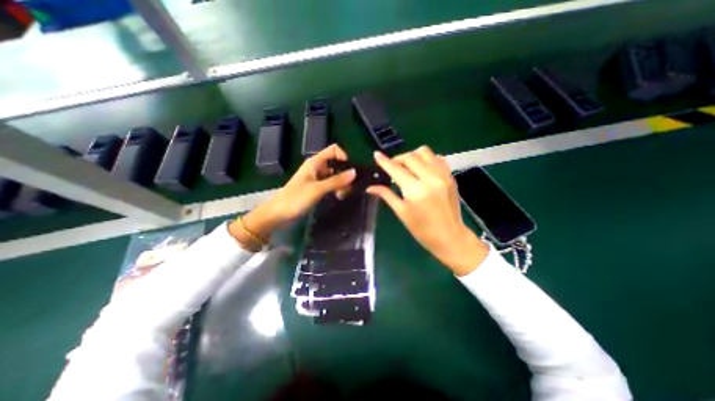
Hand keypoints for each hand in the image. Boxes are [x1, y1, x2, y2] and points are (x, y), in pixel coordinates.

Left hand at [233, 143, 356, 246]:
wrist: (278, 214)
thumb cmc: (295, 198)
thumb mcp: (317, 189)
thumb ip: (336, 180)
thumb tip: (355, 172)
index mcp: (315, 162)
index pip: (334, 150)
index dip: (344, 157)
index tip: (351, 171)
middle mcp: (317, 167)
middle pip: (336, 163)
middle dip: (345, 173)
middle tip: (350, 187)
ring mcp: (316, 178)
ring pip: (334, 175)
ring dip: (341, 183)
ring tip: (343, 195)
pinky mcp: (316, 188)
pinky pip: (330, 184)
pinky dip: (336, 188)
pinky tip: (338, 196)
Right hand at [369, 146, 484, 275]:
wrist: (450, 237)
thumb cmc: (422, 229)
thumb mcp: (401, 212)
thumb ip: (386, 195)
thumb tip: (370, 188)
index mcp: (415, 190)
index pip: (396, 169)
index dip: (384, 161)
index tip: (376, 154)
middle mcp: (430, 178)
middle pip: (410, 157)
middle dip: (397, 159)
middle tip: (392, 167)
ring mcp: (443, 175)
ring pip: (424, 152)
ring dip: (412, 156)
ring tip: (407, 167)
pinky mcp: (450, 176)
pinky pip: (436, 158)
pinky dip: (426, 159)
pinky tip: (421, 169)